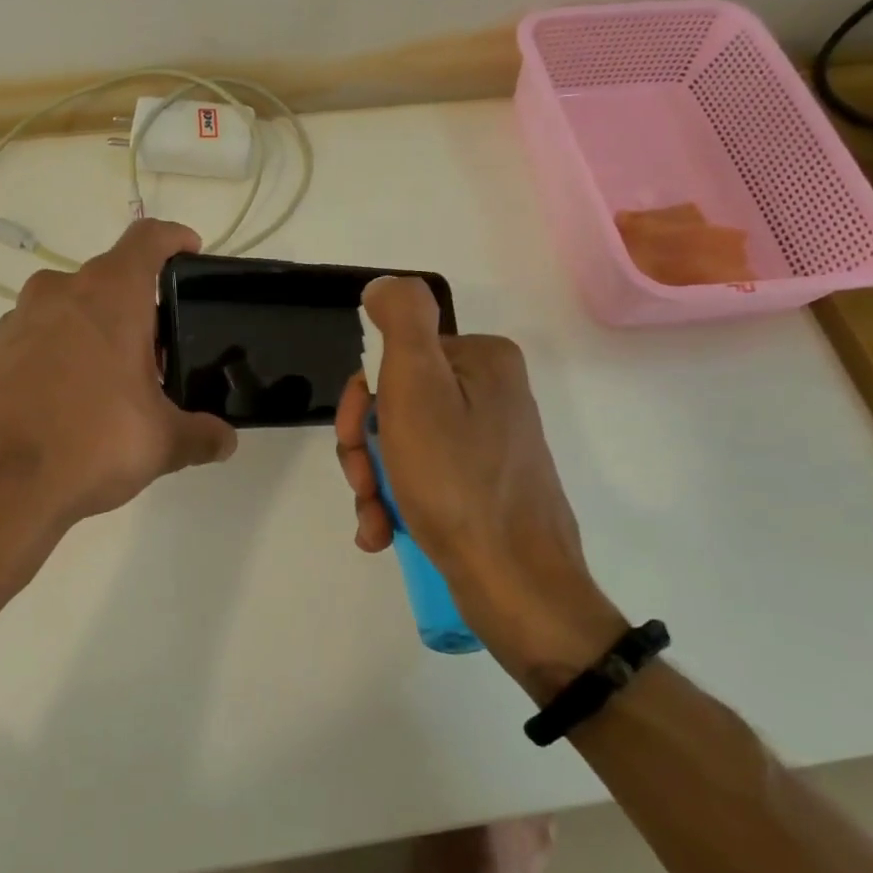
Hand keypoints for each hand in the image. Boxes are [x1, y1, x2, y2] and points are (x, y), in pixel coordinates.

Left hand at [0, 220, 237, 635]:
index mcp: (109, 294)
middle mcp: (60, 292)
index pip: (148, 239)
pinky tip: (74, 401)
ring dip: (99, 329)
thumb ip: (200, 434)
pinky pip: (41, 337)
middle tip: (161, 350)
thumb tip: (225, 441)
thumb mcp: (161, 442)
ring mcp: (19, 320)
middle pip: (110, 278)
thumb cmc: (91, 442)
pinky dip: (64, 353)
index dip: (174, 238)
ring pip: (72, 307)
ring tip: (119, 380)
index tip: (191, 251)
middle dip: (139, 306)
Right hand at [334, 277, 624, 692]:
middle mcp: (489, 393)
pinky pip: (424, 478)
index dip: (361, 403)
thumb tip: (383, 284)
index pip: (394, 360)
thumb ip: (401, 322)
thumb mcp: (417, 388)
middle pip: (395, 404)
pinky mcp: (485, 485)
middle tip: (365, 487)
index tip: (355, 441)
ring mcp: (489, 442)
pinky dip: (396, 502)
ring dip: (374, 481)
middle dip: (364, 449)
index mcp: (481, 360)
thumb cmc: (458, 483)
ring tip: (375, 521)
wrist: (517, 588)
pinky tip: (383, 532)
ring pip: (402, 445)